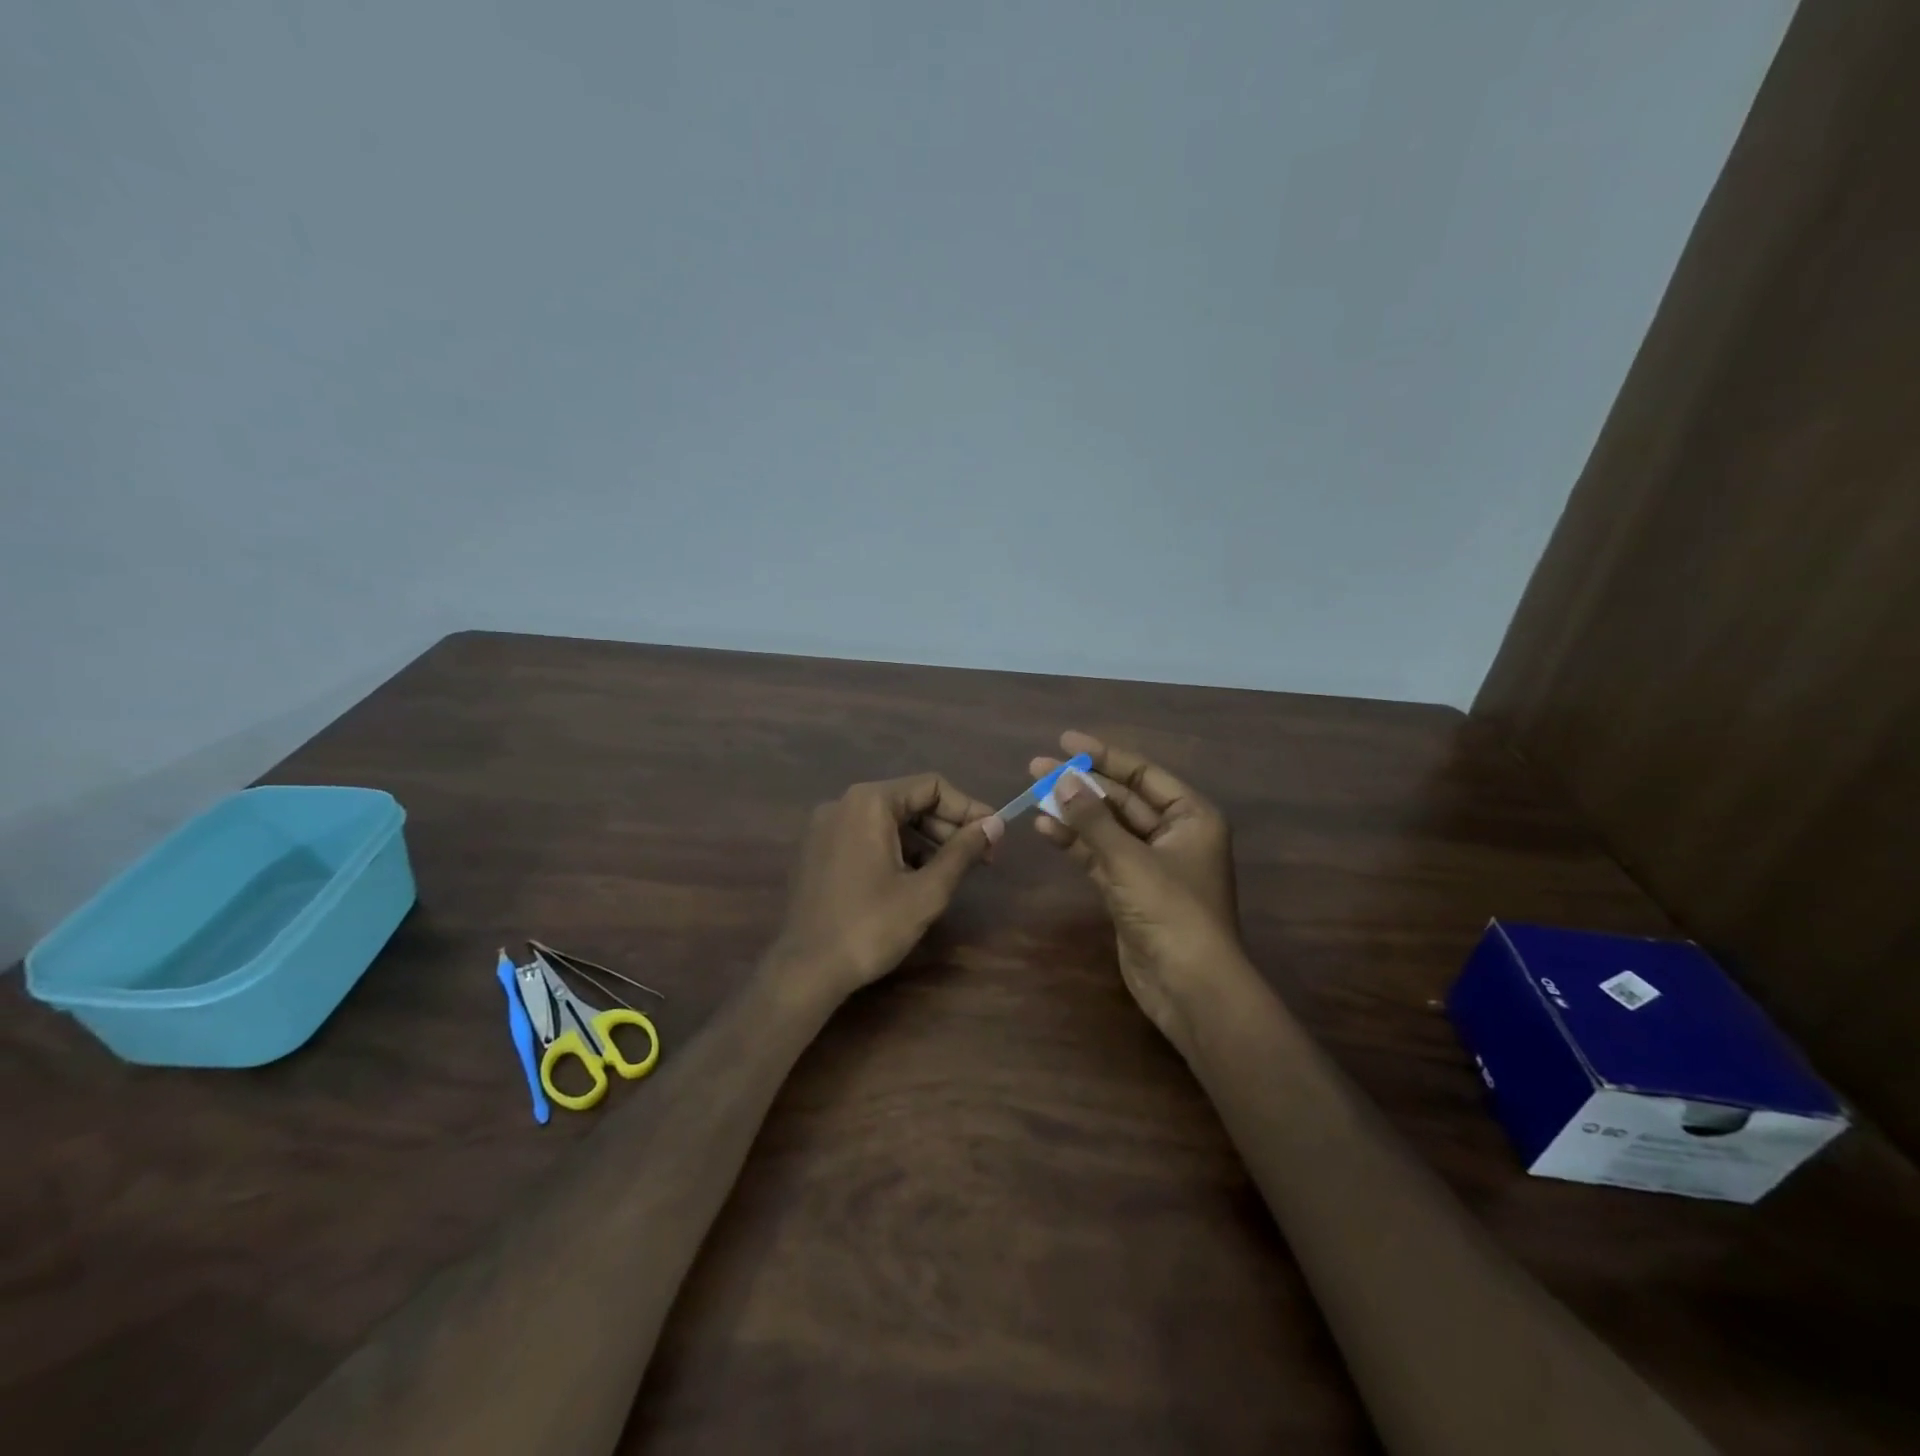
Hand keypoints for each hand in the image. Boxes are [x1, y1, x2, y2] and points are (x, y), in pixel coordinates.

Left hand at [769, 774, 1002, 1003]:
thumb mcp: (927, 891)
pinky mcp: (818, 850)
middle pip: (910, 801)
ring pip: (889, 821)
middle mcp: (844, 803)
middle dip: (948, 827)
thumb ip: (963, 852)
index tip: (994, 836)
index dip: (969, 808)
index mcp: (869, 802)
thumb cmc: (870, 927)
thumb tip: (995, 824)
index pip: (932, 787)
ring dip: (925, 841)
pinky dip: (897, 850)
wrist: (805, 970)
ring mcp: (826, 827)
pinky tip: (915, 880)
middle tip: (981, 859)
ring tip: (952, 873)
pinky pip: (867, 836)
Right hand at [1031, 732, 1247, 1047]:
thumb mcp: (1129, 859)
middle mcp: (1174, 834)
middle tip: (1037, 768)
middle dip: (1081, 785)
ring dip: (1073, 813)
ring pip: (1106, 828)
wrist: (1189, 986)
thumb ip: (1093, 818)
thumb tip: (1062, 780)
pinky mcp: (1130, 890)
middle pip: (1121, 799)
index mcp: (1191, 816)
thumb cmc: (1171, 911)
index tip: (1065, 741)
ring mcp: (1151, 864)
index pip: (1143, 774)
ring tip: (1033, 794)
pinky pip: (1100, 856)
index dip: (1103, 756)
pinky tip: (1045, 828)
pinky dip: (1075, 843)